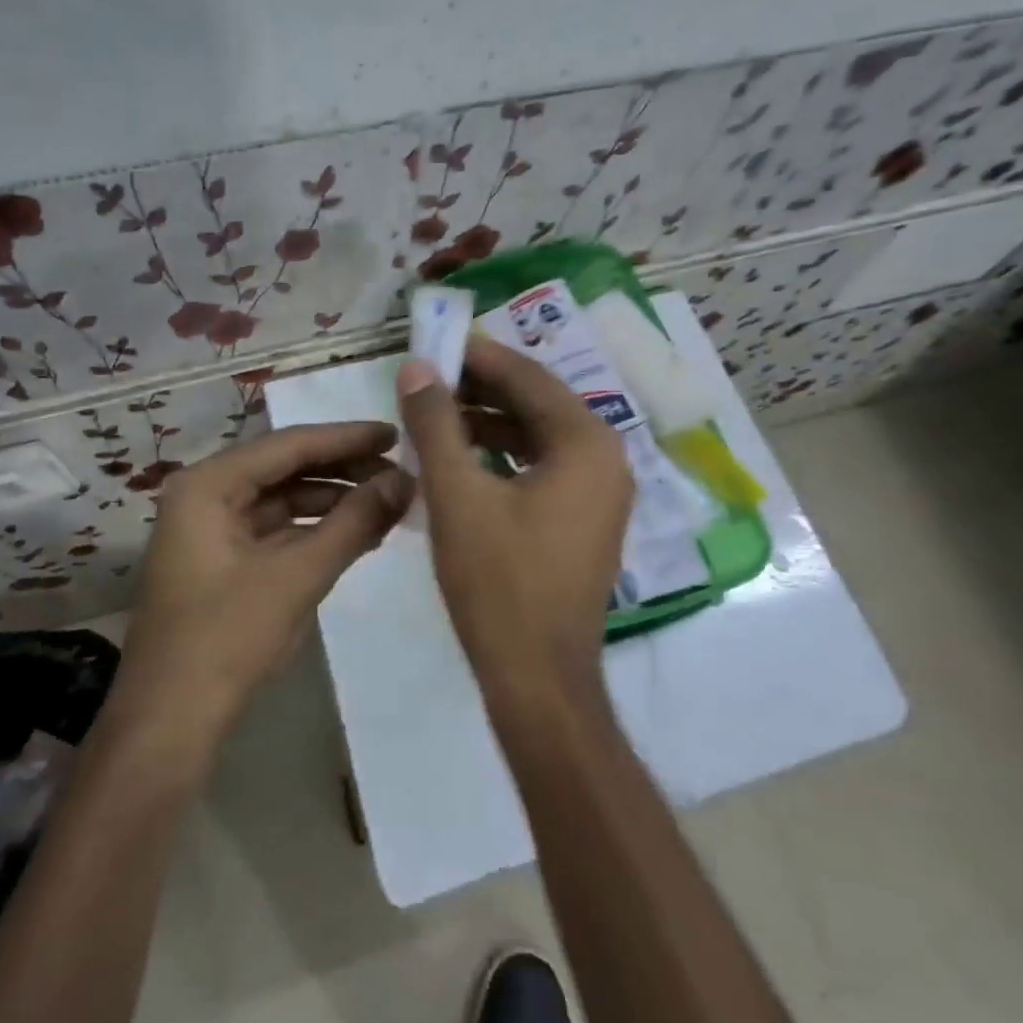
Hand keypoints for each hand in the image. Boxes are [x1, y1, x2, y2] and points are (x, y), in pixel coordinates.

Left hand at [116, 422, 413, 747]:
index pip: (289, 445)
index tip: (396, 435)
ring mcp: (211, 529)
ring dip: (333, 500)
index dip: (346, 438)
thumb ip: (354, 522)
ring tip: (387, 503)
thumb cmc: (227, 638)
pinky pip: (277, 529)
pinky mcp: (222, 560)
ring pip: (283, 499)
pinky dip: (315, 529)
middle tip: (398, 471)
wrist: (170, 724)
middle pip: (285, 467)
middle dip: (342, 469)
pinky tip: (357, 534)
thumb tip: (405, 480)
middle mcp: (205, 495)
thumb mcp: (298, 575)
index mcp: (208, 484)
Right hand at [397, 338, 632, 706]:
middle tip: (426, 380)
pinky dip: (502, 457)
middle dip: (479, 390)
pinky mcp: (585, 520)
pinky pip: (542, 468)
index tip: (433, 344)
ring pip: (537, 437)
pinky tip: (461, 460)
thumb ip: (435, 424)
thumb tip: (417, 368)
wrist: (538, 679)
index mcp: (587, 442)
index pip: (527, 376)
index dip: (476, 356)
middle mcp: (606, 458)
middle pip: (536, 403)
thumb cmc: (498, 583)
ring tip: (434, 418)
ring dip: (487, 423)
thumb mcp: (457, 495)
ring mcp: (600, 492)